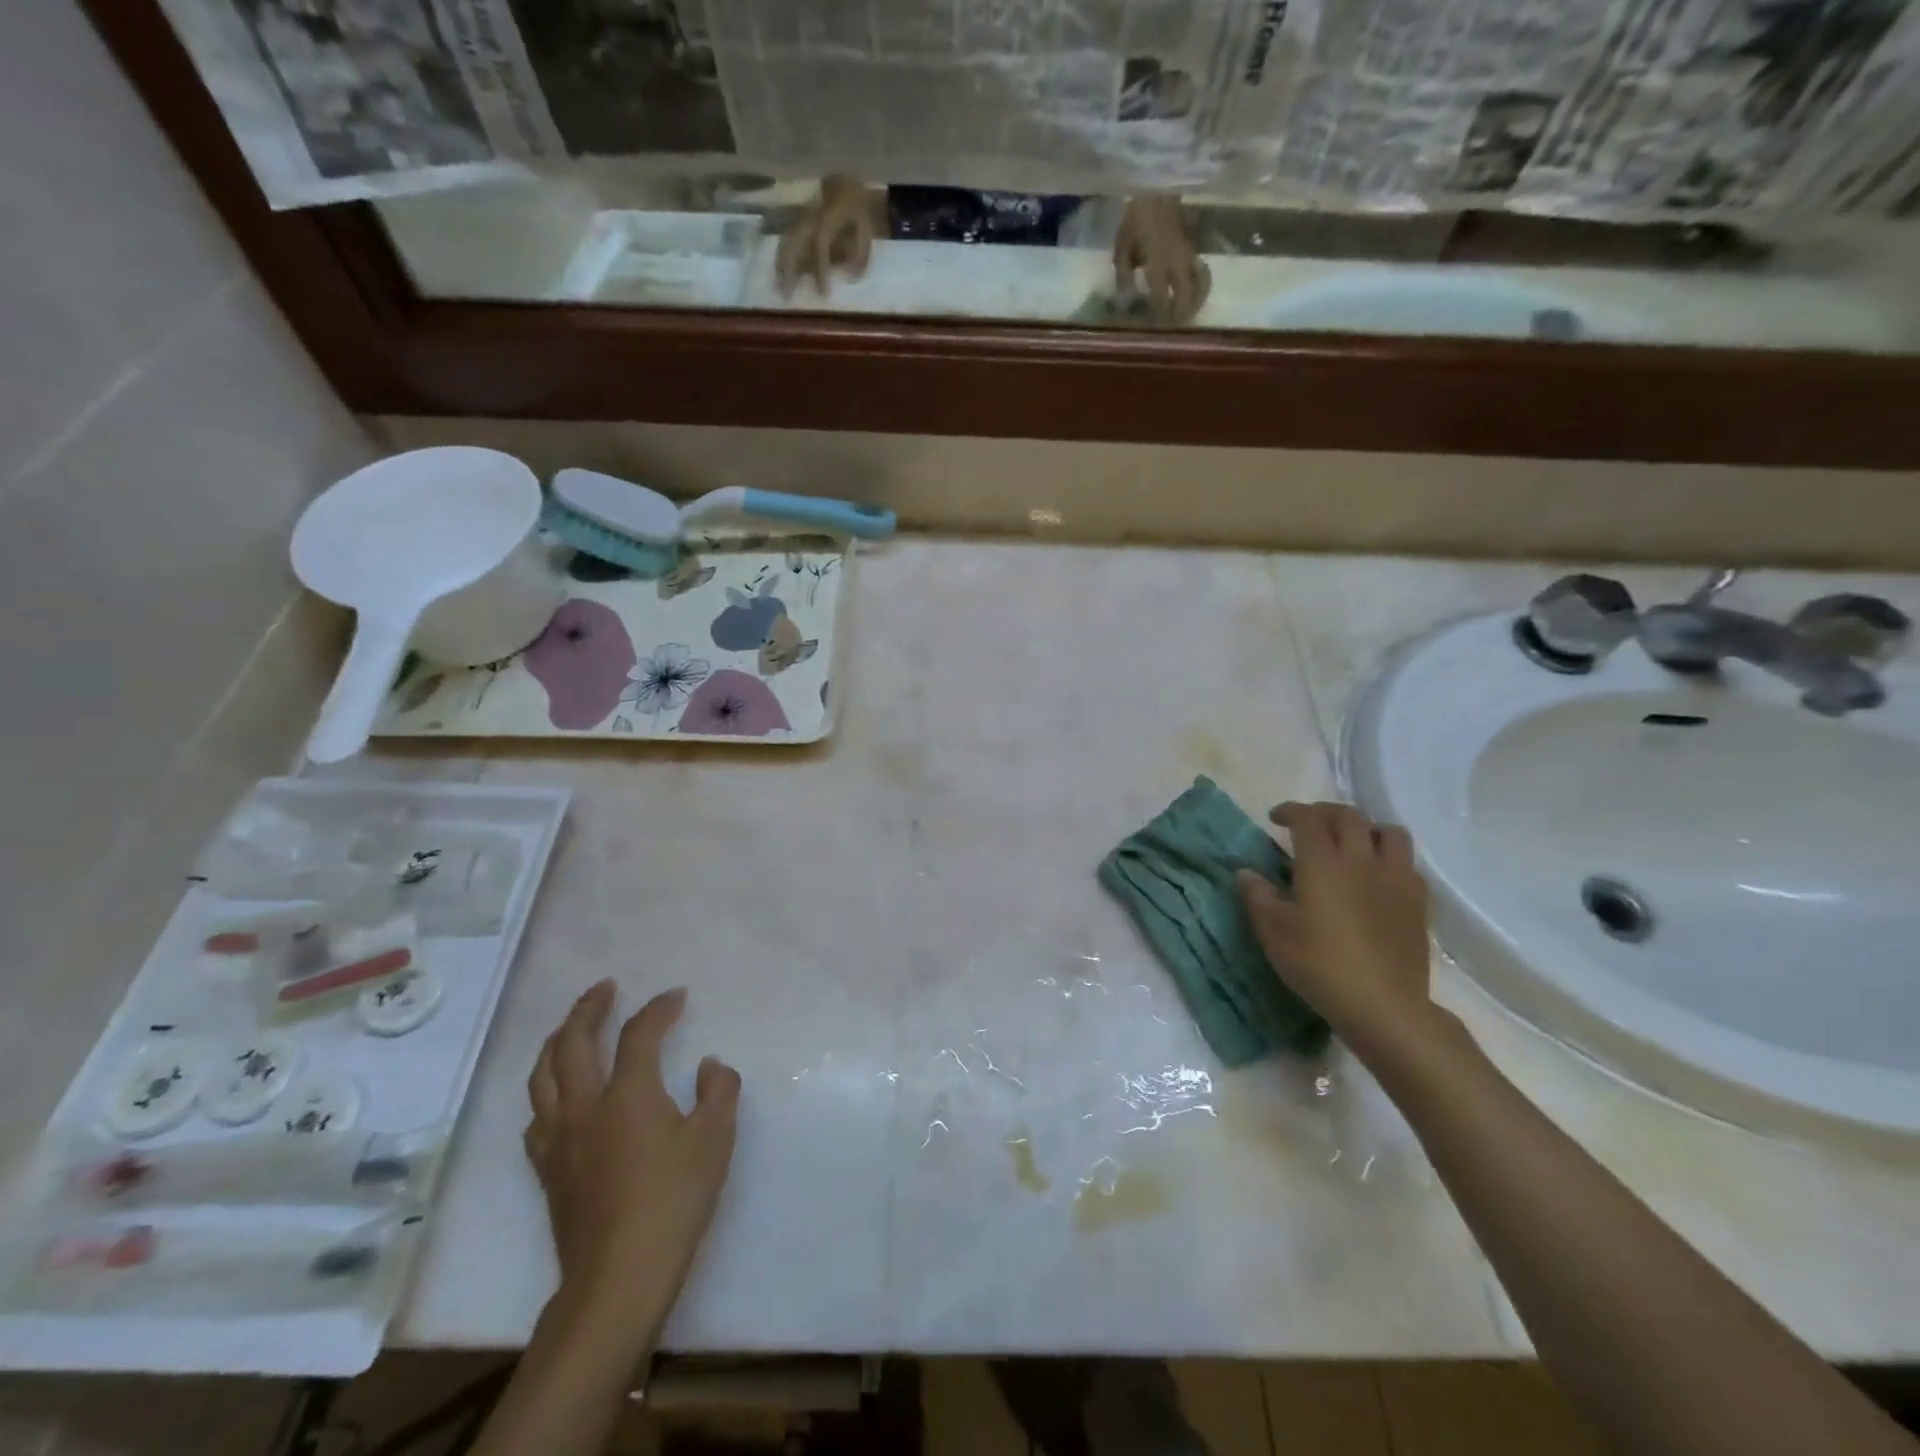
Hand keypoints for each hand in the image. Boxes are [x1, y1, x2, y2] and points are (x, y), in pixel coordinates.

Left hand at [525, 982, 739, 1323]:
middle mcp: (585, 1106)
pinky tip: (559, 1094)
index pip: (638, 1034)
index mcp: (628, 1094)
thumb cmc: (673, 1202)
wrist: (617, 1278)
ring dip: (557, 1041)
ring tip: (571, 1027)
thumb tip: (708, 1065)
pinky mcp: (547, 1169)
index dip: (658, 1009)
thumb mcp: (715, 1141)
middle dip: (589, 1008)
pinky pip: (537, 1114)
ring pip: (542, 1075)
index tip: (677, 996)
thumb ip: (719, 1091)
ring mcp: (559, 1139)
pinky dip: (547, 1088)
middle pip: (572, 1043)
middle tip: (605, 988)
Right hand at [775, 174, 878, 296]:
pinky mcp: (796, 222)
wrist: (847, 186)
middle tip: (787, 296)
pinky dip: (781, 259)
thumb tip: (846, 277)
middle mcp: (810, 215)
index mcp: (830, 215)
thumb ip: (859, 257)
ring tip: (779, 289)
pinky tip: (779, 277)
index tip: (823, 294)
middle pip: (794, 241)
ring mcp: (801, 217)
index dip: (820, 268)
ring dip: (780, 266)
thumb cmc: (859, 214)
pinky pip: (786, 240)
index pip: (820, 244)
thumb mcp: (867, 233)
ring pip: (785, 241)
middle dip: (789, 269)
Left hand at [1113, 195, 1210, 324]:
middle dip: (1181, 313)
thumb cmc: (1135, 218)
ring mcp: (1188, 254)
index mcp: (1157, 264)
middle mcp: (1176, 263)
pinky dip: (1199, 284)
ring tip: (1187, 314)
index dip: (1158, 316)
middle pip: (1185, 296)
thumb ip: (1124, 275)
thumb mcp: (1122, 248)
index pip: (1160, 299)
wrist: (1157, 185)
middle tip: (1174, 325)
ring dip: (1194, 301)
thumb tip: (1126, 298)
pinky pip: (1200, 271)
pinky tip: (1193, 292)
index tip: (1155, 329)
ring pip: (1198, 284)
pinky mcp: (1193, 247)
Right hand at [1236, 803, 1434, 1057]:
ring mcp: (1395, 878)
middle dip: (1325, 813)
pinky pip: (1407, 862)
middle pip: (1349, 816)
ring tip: (1351, 844)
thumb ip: (1257, 896)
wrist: (1383, 1005)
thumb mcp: (1274, 933)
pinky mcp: (1418, 901)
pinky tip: (1377, 877)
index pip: (1308, 818)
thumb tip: (1246, 873)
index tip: (1275, 818)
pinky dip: (1389, 858)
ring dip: (1365, 829)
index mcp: (1322, 862)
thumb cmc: (1319, 965)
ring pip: (1388, 832)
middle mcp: (1361, 859)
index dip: (1290, 811)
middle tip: (1308, 825)